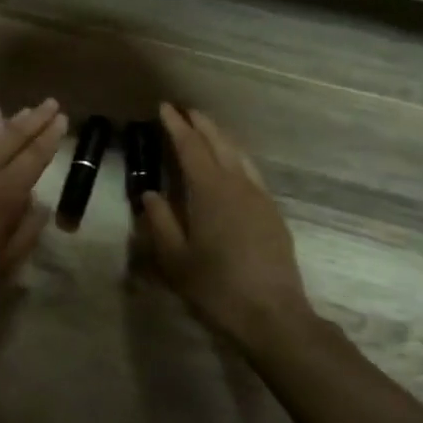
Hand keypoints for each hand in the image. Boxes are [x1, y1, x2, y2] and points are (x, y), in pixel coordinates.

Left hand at [0, 100, 66, 321]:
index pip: (33, 157)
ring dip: (8, 127)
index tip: (63, 118)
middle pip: (10, 139)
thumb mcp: (1, 267)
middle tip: (51, 103)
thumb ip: (25, 233)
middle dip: (33, 120)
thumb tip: (41, 206)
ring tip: (25, 115)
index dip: (49, 137)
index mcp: (2, 194)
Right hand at [140, 103, 317, 349]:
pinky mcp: (272, 213)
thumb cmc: (215, 287)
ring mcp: (259, 198)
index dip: (176, 125)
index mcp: (209, 191)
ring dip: (221, 137)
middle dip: (201, 124)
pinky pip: (251, 172)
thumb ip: (160, 222)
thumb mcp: (175, 259)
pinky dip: (235, 157)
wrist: (272, 315)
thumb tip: (151, 195)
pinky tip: (231, 165)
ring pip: (239, 155)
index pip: (190, 147)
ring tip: (206, 129)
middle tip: (184, 110)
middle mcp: (237, 185)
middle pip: (219, 143)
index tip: (164, 107)